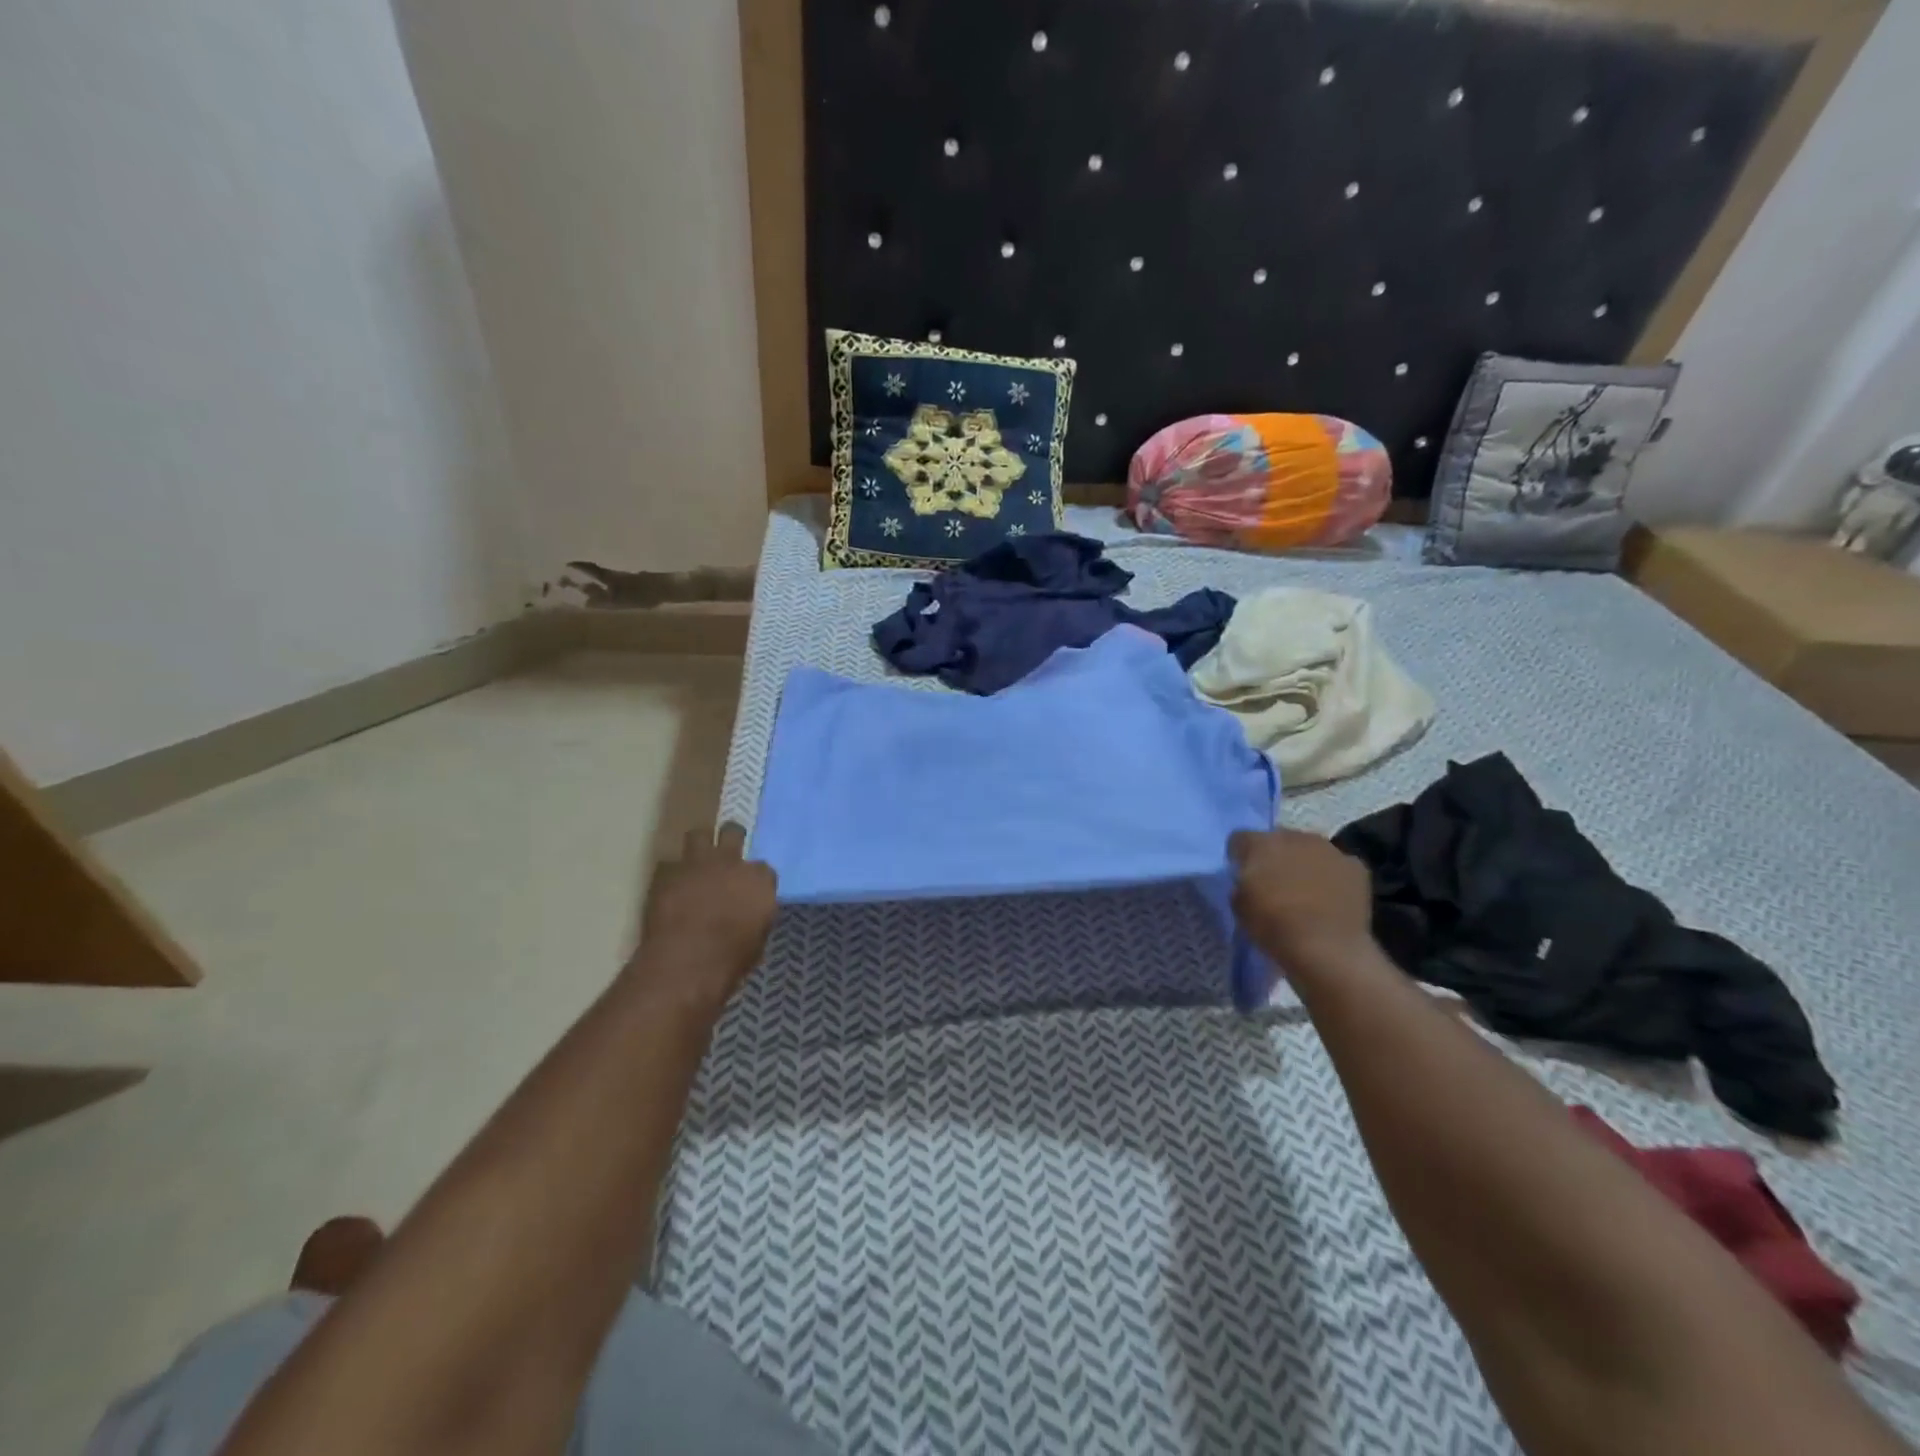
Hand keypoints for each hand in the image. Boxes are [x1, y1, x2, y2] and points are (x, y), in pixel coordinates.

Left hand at [628, 823, 776, 1008]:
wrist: (684, 964)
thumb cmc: (729, 960)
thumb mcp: (757, 941)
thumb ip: (755, 915)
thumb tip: (748, 913)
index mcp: (759, 880)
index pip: (763, 869)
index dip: (754, 878)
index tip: (749, 890)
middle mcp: (731, 862)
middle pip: (733, 832)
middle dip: (730, 839)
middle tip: (725, 855)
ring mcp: (697, 863)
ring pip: (699, 835)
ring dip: (699, 846)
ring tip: (696, 861)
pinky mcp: (666, 873)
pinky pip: (669, 864)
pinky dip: (671, 875)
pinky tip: (670, 888)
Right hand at [1228, 828, 1374, 972]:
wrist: (1327, 947)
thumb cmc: (1274, 926)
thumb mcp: (1239, 907)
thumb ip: (1242, 885)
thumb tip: (1250, 882)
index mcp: (1260, 844)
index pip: (1240, 839)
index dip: (1239, 857)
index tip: (1242, 876)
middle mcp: (1294, 837)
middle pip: (1278, 839)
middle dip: (1275, 857)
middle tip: (1275, 884)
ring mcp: (1329, 849)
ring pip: (1310, 849)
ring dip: (1305, 863)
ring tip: (1306, 892)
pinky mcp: (1356, 867)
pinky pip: (1338, 866)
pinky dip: (1333, 878)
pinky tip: (1331, 900)